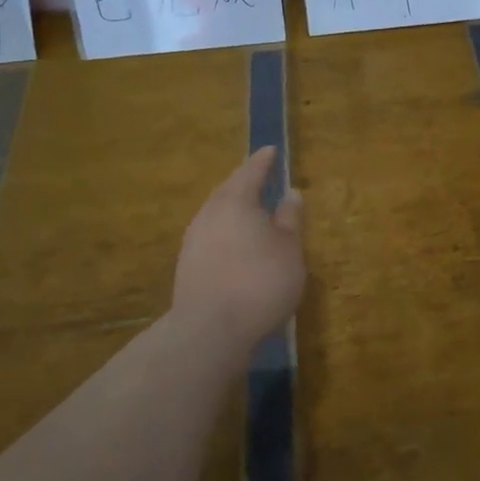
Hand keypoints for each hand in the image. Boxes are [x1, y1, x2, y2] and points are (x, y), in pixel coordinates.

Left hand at [171, 147, 304, 348]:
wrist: (210, 330)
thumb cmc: (260, 281)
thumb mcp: (290, 249)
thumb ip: (290, 219)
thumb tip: (292, 193)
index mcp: (236, 201)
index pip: (251, 171)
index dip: (264, 161)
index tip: (272, 150)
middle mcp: (209, 213)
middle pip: (229, 190)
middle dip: (245, 183)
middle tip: (260, 177)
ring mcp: (194, 240)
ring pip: (217, 214)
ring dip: (234, 209)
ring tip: (251, 211)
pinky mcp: (187, 265)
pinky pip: (211, 235)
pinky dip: (227, 232)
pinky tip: (236, 244)